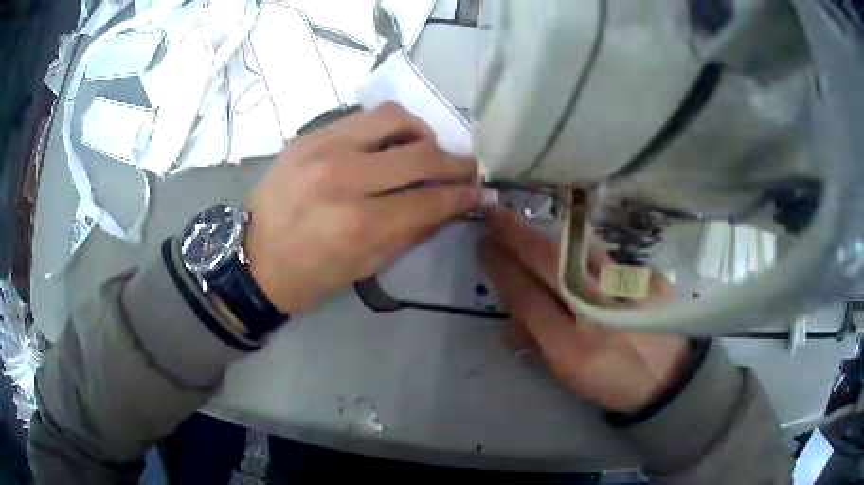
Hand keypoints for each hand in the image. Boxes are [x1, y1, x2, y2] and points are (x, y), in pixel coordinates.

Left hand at [245, 103, 479, 312]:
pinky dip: (385, 128)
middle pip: (419, 154)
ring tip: (425, 147)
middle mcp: (342, 179)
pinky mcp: (307, 137)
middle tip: (466, 167)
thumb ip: (412, 231)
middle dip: (454, 161)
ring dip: (421, 131)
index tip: (478, 191)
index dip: (462, 194)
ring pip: (392, 117)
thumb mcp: (365, 267)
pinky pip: (360, 118)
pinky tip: (388, 144)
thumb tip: (450, 204)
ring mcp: (321, 150)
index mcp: (358, 225)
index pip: (430, 199)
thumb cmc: (310, 275)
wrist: (252, 258)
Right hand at [478, 207, 688, 413]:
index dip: (501, 268)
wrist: (667, 376)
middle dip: (516, 234)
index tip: (484, 244)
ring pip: (580, 248)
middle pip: (550, 263)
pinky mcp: (647, 276)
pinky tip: (574, 252)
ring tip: (526, 224)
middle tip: (494, 214)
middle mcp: (600, 312)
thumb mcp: (566, 375)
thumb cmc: (610, 381)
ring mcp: (627, 289)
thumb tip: (512, 310)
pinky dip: (582, 251)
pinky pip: (605, 256)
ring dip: (547, 232)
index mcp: (573, 348)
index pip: (527, 297)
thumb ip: (536, 341)